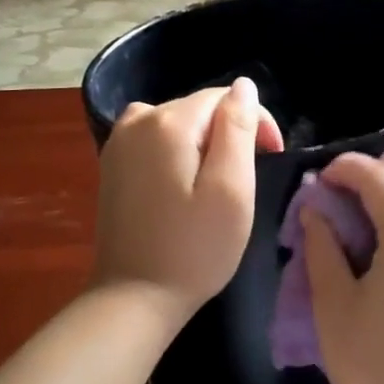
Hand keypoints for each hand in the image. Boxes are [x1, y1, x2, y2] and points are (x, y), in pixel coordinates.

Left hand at [92, 79, 283, 319]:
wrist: (134, 297)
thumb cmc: (194, 249)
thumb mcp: (231, 189)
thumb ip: (238, 129)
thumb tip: (244, 86)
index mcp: (168, 121)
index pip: (225, 97)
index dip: (255, 122)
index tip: (271, 158)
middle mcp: (137, 119)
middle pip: (200, 109)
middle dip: (229, 134)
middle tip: (245, 183)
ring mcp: (118, 141)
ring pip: (179, 125)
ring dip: (205, 146)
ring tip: (217, 188)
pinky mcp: (112, 164)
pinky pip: (157, 142)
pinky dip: (179, 156)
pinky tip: (185, 190)